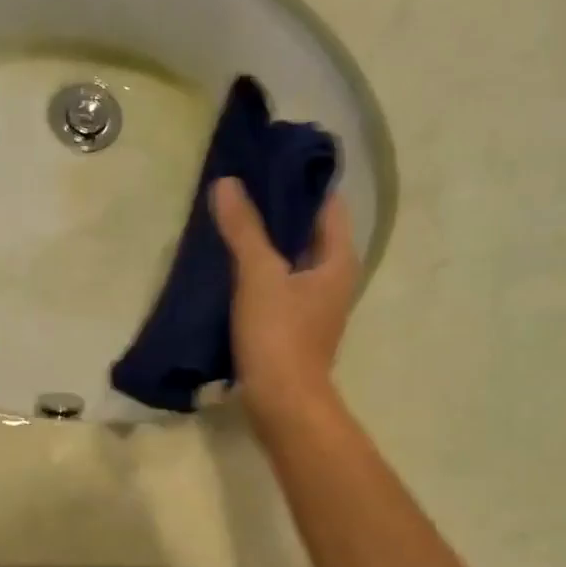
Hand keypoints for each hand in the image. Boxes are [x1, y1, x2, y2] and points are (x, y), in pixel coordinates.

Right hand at [211, 177, 356, 429]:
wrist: (283, 404)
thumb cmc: (279, 335)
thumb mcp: (259, 276)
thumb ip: (244, 229)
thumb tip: (228, 183)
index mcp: (338, 260)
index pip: (327, 204)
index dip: (301, 181)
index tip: (268, 162)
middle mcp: (334, 278)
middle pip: (309, 231)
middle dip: (279, 210)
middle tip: (242, 188)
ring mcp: (315, 305)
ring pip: (291, 260)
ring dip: (267, 242)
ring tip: (231, 220)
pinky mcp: (294, 327)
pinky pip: (279, 285)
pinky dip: (260, 271)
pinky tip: (231, 266)